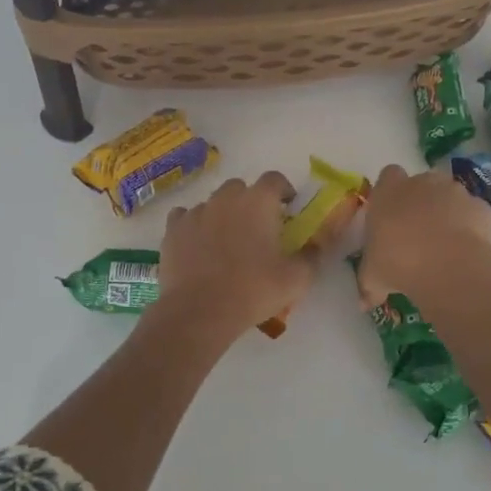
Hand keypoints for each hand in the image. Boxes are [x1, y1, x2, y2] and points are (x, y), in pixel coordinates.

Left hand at [158, 173, 315, 338]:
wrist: (200, 311)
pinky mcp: (173, 229)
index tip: (288, 207)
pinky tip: (198, 244)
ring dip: (222, 214)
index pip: (274, 179)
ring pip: (213, 202)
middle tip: (257, 228)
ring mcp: (196, 211)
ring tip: (226, 241)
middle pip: (241, 187)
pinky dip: (194, 225)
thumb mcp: (296, 279)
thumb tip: (317, 246)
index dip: (283, 190)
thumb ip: (311, 256)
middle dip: (250, 201)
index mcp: (258, 202)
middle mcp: (226, 198)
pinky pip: (185, 217)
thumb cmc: (253, 290)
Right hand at [357, 165, 490, 305]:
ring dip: (448, 212)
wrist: (447, 266)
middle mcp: (422, 182)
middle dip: (421, 201)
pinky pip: (475, 213)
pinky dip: (473, 226)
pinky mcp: (481, 207)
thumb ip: (368, 284)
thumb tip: (364, 302)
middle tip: (417, 232)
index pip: (388, 175)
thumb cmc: (398, 262)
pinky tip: (468, 250)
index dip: (391, 192)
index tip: (391, 213)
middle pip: (422, 183)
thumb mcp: (374, 277)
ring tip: (445, 245)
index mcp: (389, 191)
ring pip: (450, 196)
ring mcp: (455, 191)